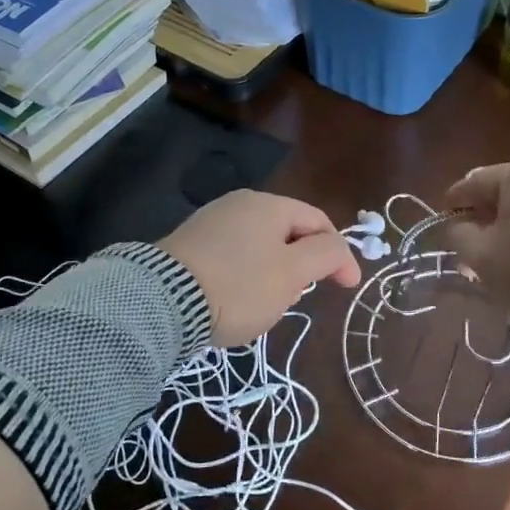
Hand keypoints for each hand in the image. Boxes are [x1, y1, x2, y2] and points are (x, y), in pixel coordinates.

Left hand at [158, 190, 359, 345]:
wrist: (163, 302)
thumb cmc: (240, 286)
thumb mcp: (292, 273)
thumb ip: (325, 255)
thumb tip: (338, 249)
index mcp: (269, 204)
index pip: (319, 221)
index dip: (338, 254)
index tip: (346, 287)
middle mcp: (239, 204)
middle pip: (288, 232)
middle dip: (301, 265)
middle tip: (297, 298)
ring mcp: (210, 222)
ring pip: (260, 246)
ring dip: (273, 273)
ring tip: (264, 305)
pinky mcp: (189, 244)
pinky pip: (232, 256)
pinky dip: (245, 276)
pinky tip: (235, 300)